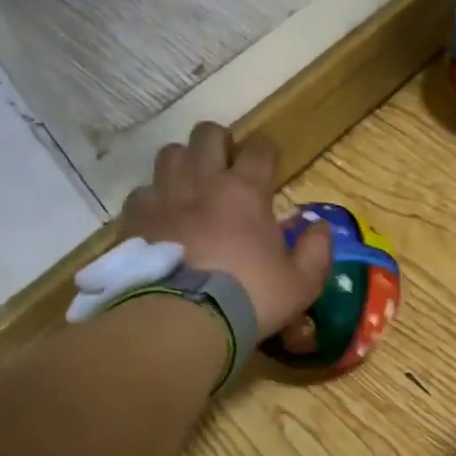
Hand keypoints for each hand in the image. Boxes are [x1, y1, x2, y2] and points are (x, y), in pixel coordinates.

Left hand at [119, 123, 331, 336]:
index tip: (269, 165)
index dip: (266, 151)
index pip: (259, 148)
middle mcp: (203, 181)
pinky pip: (142, 192)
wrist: (183, 320)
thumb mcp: (301, 284)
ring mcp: (164, 196)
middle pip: (207, 135)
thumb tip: (321, 227)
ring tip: (190, 186)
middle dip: (219, 144)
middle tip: (226, 168)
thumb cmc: (250, 298)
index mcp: (246, 191)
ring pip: (170, 154)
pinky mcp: (134, 218)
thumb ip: (316, 251)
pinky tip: (161, 219)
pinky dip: (153, 200)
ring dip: (183, 164)